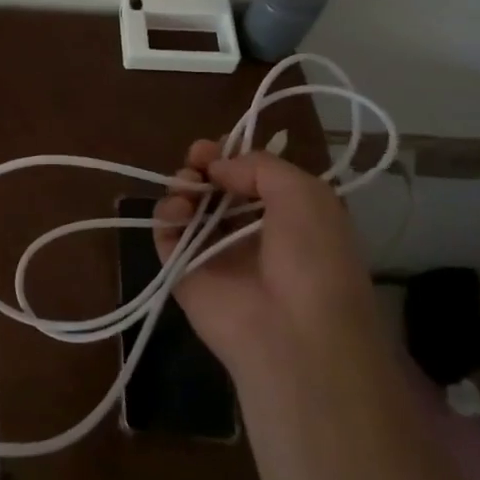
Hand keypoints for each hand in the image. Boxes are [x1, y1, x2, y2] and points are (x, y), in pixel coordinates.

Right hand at [154, 143, 381, 381]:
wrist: (295, 335)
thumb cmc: (313, 259)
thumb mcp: (306, 195)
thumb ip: (260, 166)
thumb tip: (218, 167)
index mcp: (286, 216)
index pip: (249, 177)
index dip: (232, 156)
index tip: (218, 145)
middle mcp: (249, 232)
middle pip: (215, 187)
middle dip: (203, 165)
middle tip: (197, 157)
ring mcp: (214, 253)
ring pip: (187, 206)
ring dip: (184, 185)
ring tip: (189, 184)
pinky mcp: (183, 272)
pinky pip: (166, 234)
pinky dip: (166, 215)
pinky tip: (180, 210)